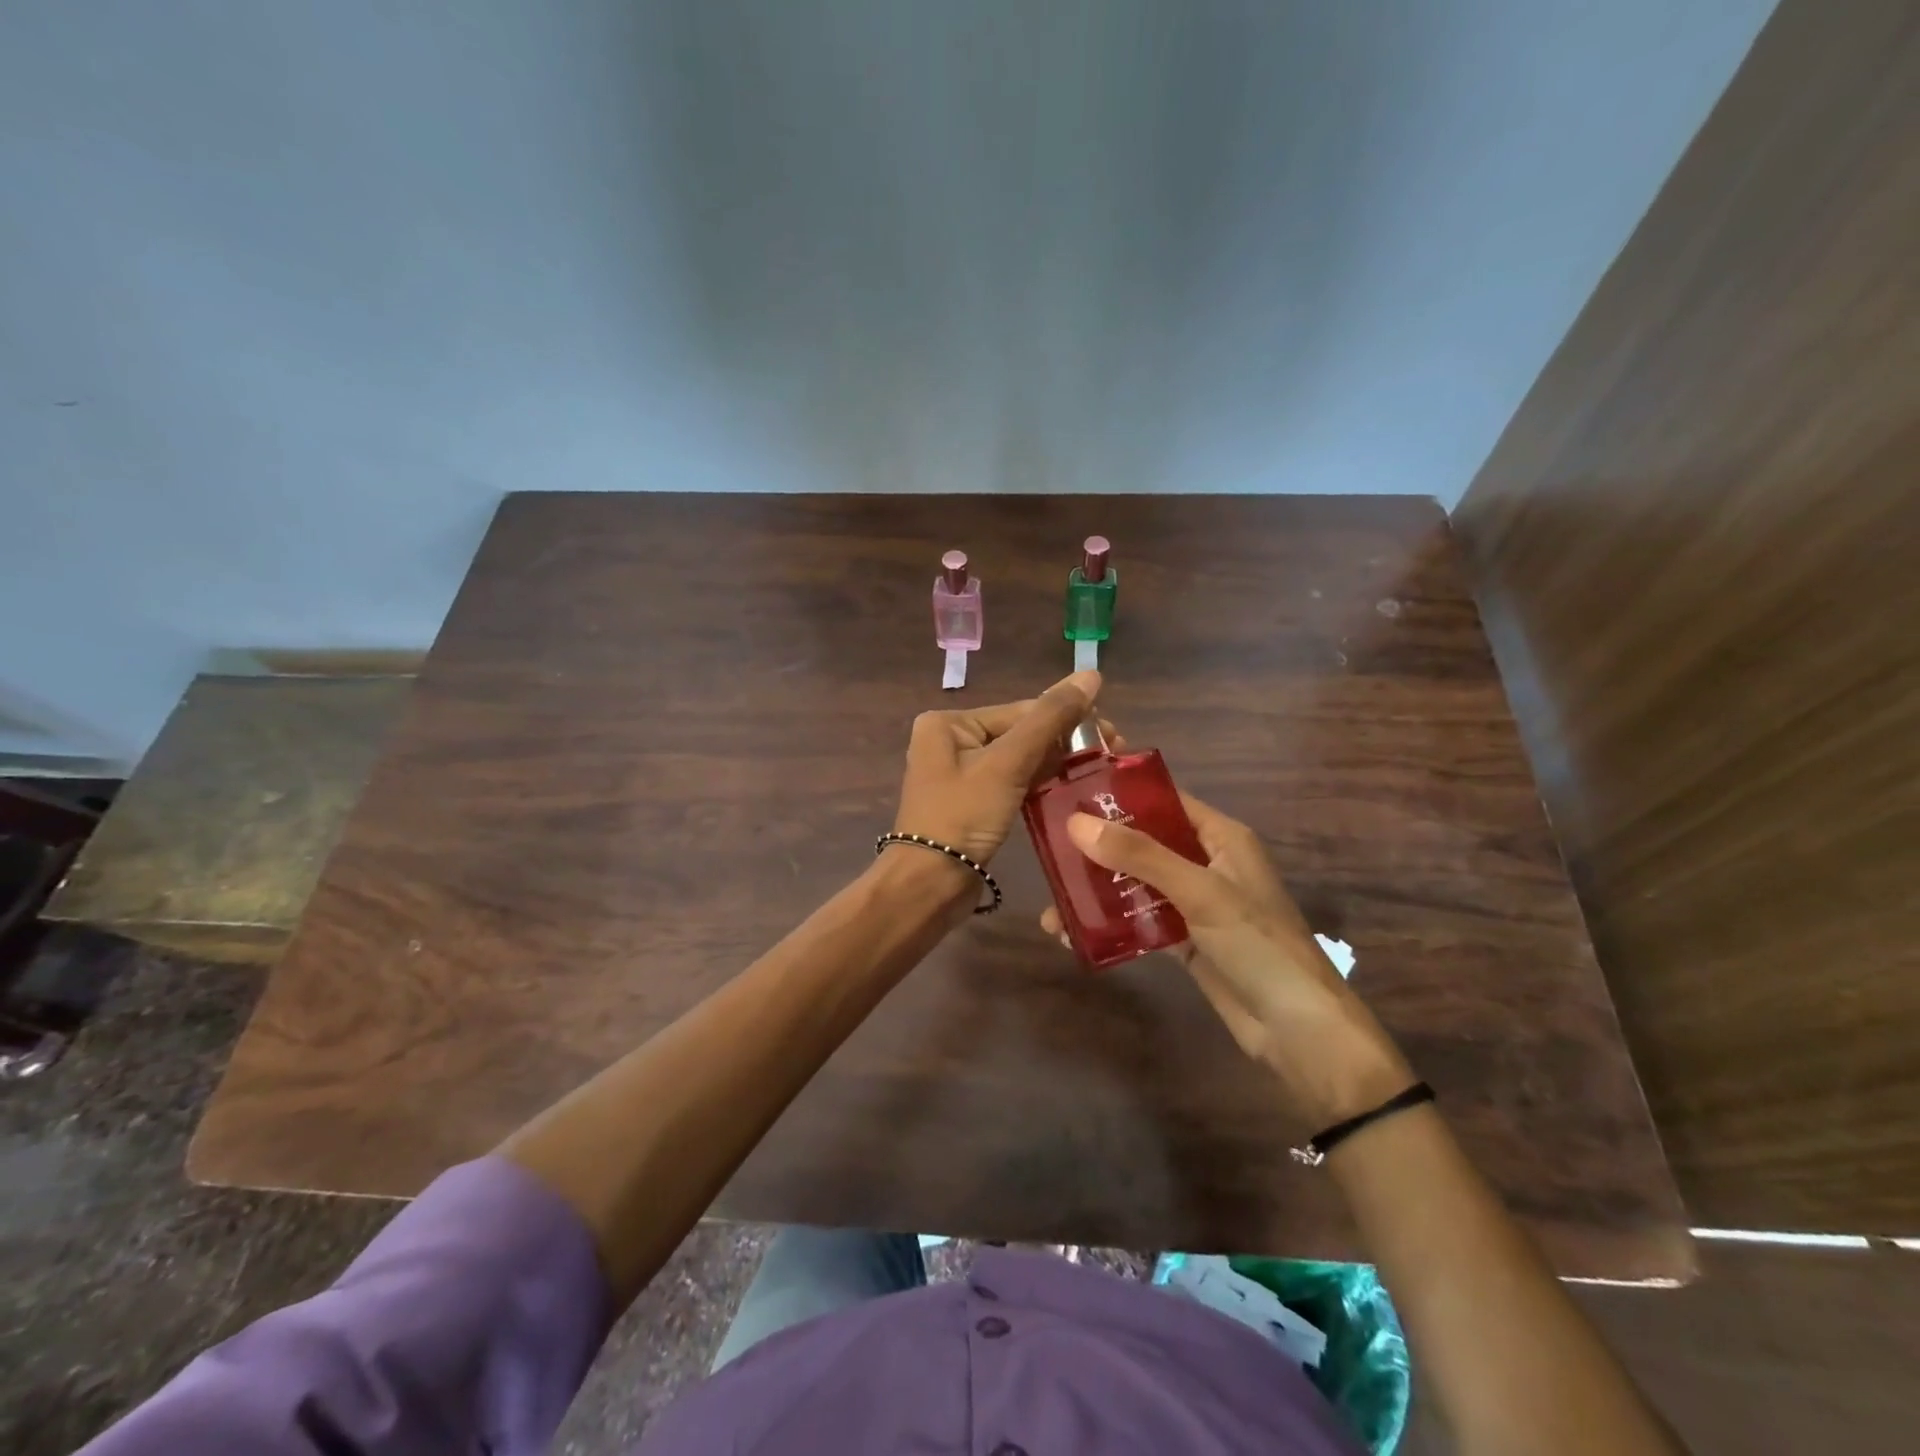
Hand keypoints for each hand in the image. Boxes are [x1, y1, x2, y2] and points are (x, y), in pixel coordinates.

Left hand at [890, 670, 1105, 864]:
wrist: (930, 885)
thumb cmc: (963, 816)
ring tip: (1101, 770)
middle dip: (1065, 742)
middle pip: (1020, 733)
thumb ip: (1050, 719)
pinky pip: (1012, 783)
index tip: (1113, 734)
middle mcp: (950, 741)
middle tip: (1114, 752)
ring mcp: (960, 774)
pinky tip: (1072, 788)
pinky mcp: (971, 803)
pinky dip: (1039, 784)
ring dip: (1057, 763)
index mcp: (949, 723)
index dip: (1068, 719)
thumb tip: (1091, 674)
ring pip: (1018, 759)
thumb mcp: (1007, 764)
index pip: (1020, 711)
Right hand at [1042, 791, 1413, 1126]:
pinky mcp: (1183, 941)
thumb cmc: (1258, 944)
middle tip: (1047, 849)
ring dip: (1097, 890)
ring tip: (1052, 903)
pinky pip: (1139, 921)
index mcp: (1220, 837)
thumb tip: (1076, 822)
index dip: (1119, 793)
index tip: (1068, 790)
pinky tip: (1072, 933)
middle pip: (1142, 842)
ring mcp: (1193, 904)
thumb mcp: (1200, 891)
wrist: (1299, 1031)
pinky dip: (1110, 924)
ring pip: (1135, 884)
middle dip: (1097, 847)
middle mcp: (1205, 863)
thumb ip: (1140, 855)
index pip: (1163, 800)